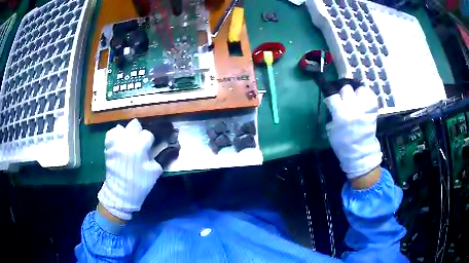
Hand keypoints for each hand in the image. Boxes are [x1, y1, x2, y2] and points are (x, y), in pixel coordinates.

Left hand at [98, 119, 162, 219]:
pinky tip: (120, 141)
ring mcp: (115, 143)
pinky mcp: (108, 147)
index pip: (147, 134)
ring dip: (127, 133)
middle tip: (140, 142)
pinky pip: (111, 133)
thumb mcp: (154, 171)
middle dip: (139, 132)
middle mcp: (125, 141)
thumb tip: (157, 149)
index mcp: (138, 147)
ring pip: (122, 127)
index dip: (150, 141)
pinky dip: (116, 135)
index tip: (150, 147)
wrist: (121, 193)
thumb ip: (157, 157)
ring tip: (129, 141)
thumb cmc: (139, 183)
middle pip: (134, 125)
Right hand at [323, 84, 381, 178]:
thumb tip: (333, 106)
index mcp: (340, 114)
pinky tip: (364, 100)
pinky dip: (367, 96)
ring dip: (357, 94)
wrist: (360, 153)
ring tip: (356, 99)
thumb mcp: (331, 131)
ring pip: (360, 89)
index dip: (331, 99)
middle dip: (344, 94)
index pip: (333, 97)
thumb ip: (333, 115)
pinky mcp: (373, 110)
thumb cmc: (343, 144)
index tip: (331, 103)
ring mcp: (364, 107)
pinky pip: (371, 96)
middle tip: (344, 100)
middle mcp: (353, 107)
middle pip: (346, 89)